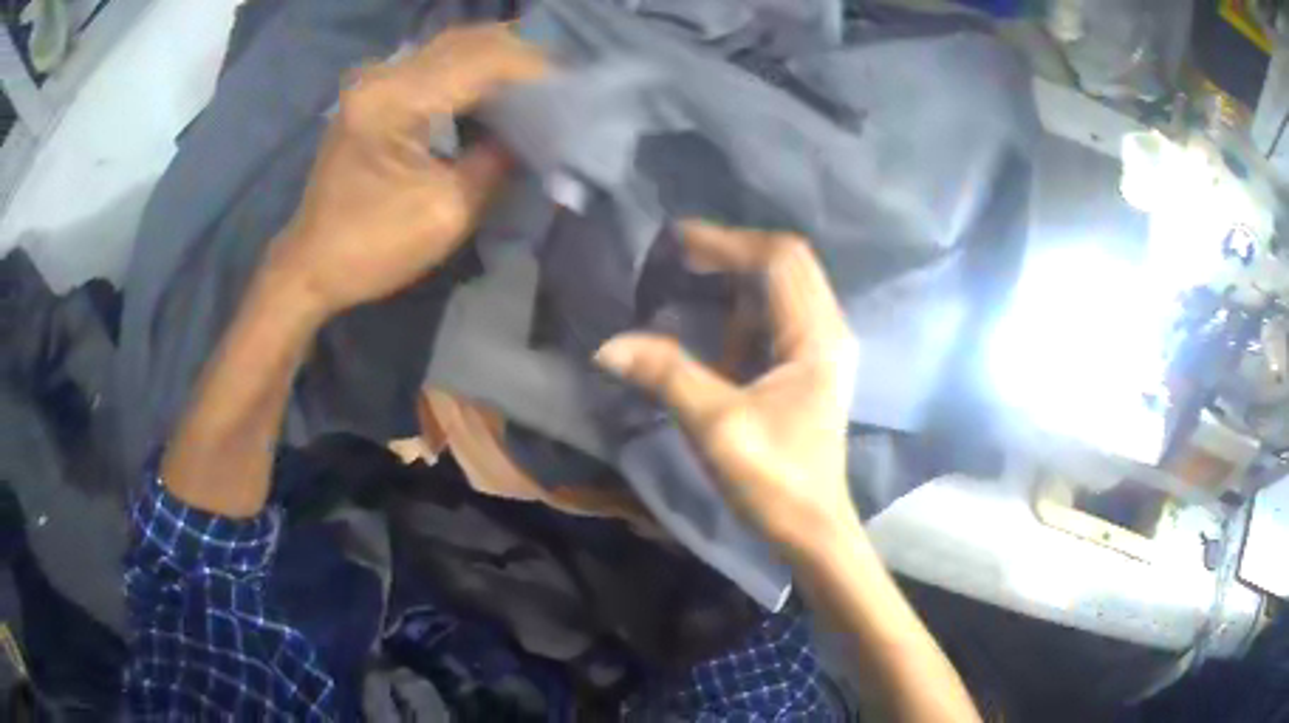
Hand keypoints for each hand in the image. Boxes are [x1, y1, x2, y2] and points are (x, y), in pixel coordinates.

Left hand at [268, 25, 547, 318]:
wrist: (310, 265)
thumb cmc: (371, 248)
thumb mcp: (447, 212)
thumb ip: (495, 163)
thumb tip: (529, 136)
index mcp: (395, 101)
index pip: (480, 61)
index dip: (533, 67)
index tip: (574, 84)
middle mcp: (382, 77)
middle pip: (465, 41)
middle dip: (519, 53)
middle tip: (562, 76)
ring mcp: (374, 83)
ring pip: (450, 47)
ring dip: (496, 57)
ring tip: (538, 78)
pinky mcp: (373, 96)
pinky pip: (433, 65)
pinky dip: (470, 69)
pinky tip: (495, 85)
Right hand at [595, 221, 859, 552]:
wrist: (811, 529)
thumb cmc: (775, 481)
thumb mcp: (718, 426)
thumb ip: (667, 375)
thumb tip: (608, 345)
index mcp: (816, 337)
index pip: (779, 261)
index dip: (728, 243)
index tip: (678, 240)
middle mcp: (828, 330)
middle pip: (788, 263)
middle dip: (735, 251)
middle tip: (682, 252)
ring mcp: (822, 349)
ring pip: (786, 287)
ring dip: (740, 276)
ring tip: (692, 275)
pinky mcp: (811, 367)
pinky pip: (780, 316)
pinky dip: (746, 306)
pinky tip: (716, 321)